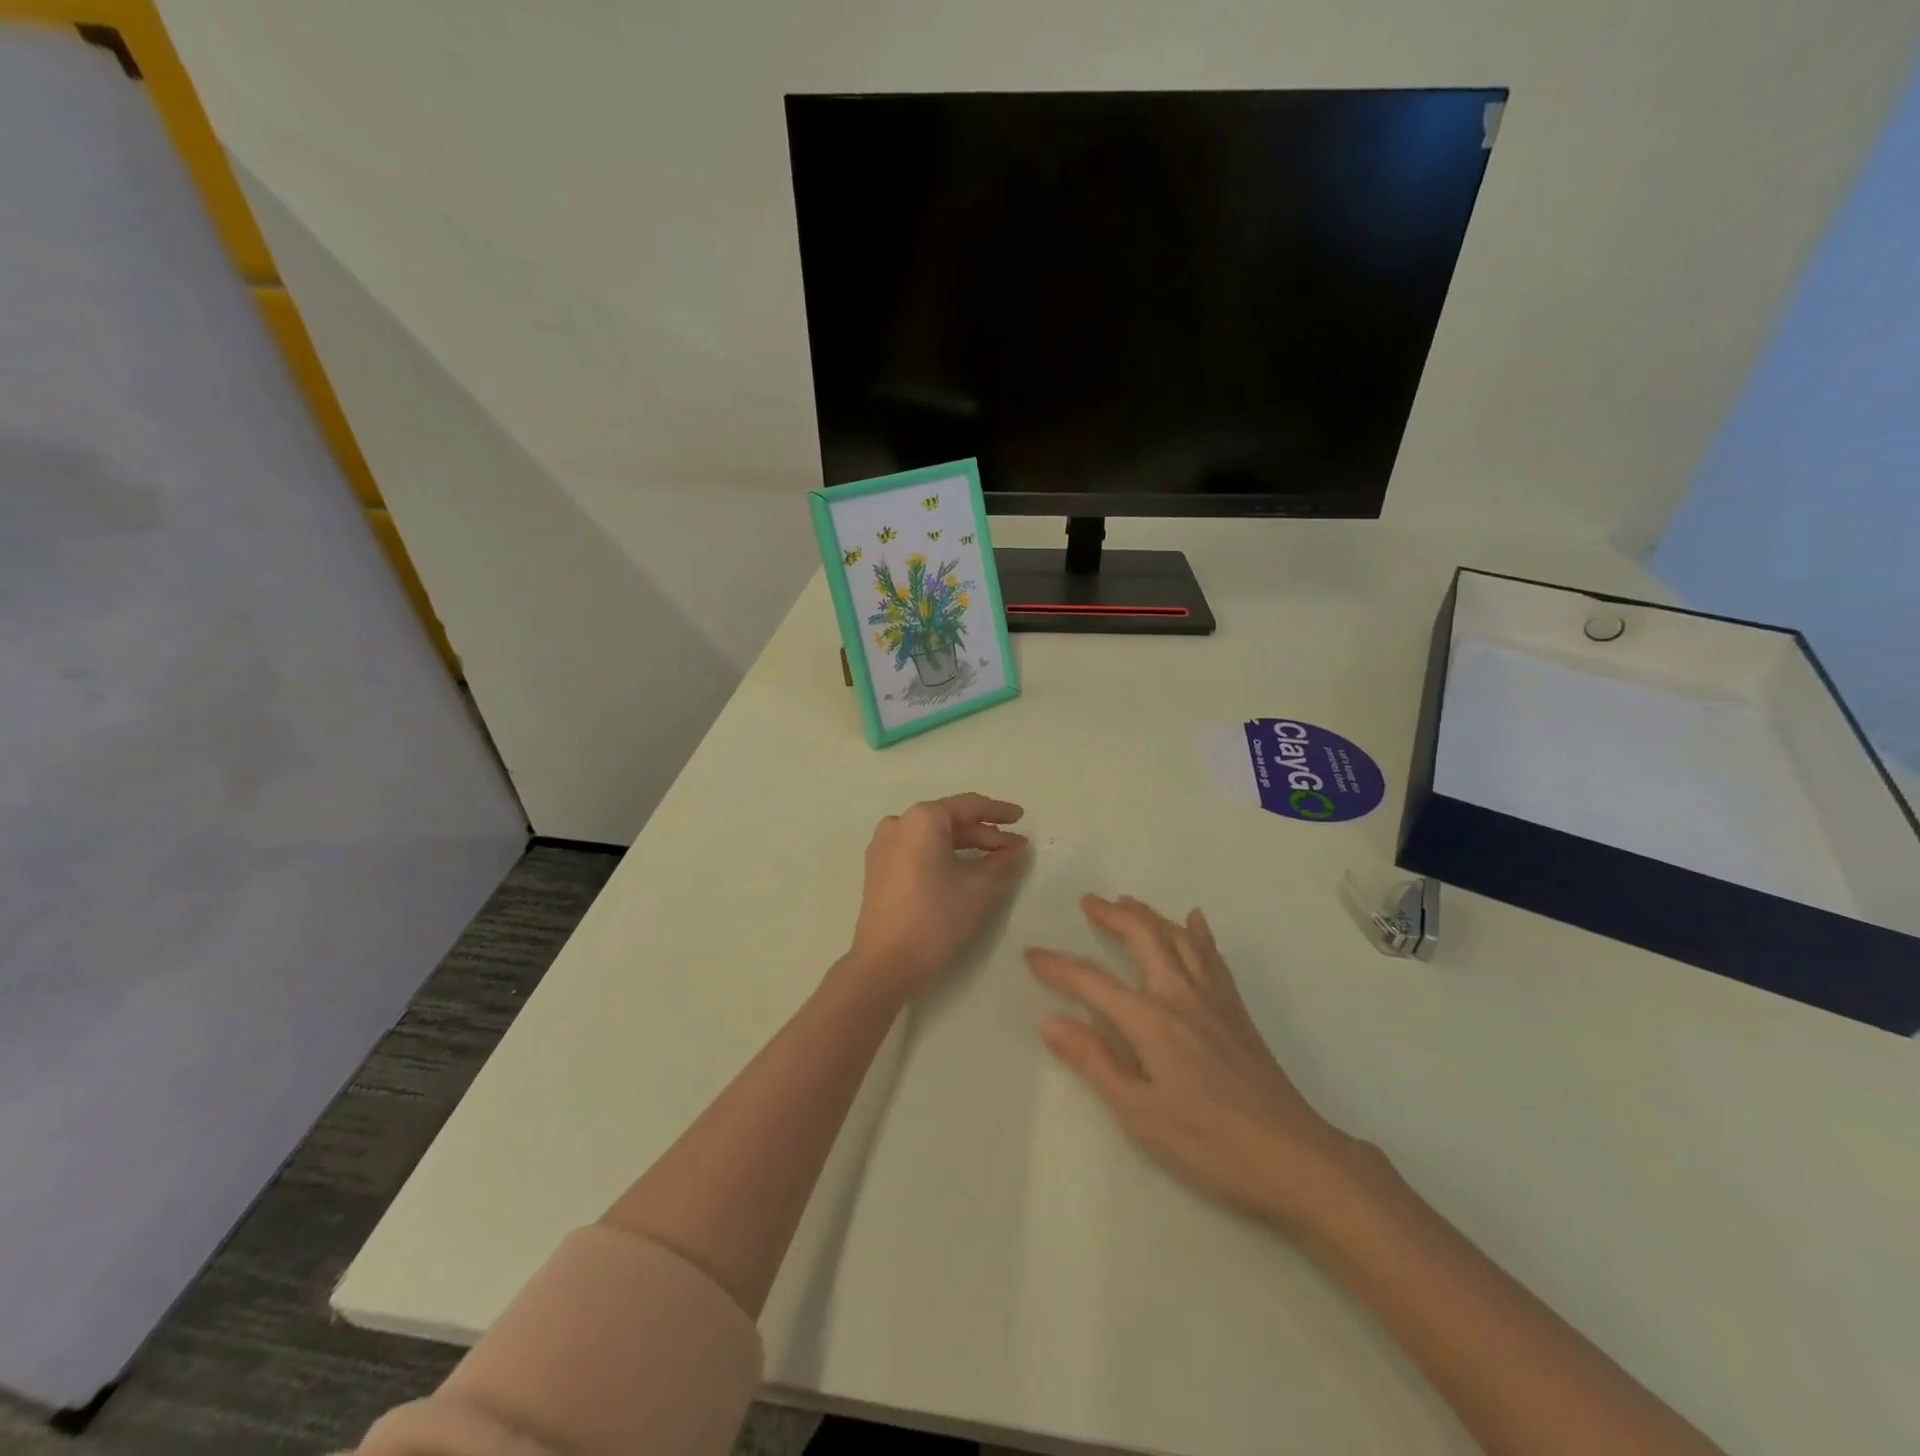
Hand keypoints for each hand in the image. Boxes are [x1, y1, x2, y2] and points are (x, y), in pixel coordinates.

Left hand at [845, 794, 1029, 1001]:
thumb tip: (1015, 850)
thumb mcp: (979, 890)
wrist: (885, 963)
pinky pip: (917, 850)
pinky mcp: (878, 868)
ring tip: (994, 859)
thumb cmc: (935, 919)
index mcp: (922, 819)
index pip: (968, 806)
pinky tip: (963, 869)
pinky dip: (942, 855)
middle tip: (1014, 848)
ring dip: (965, 845)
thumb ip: (1001, 863)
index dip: (998, 812)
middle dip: (984, 834)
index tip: (1021, 818)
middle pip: (949, 820)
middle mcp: (899, 823)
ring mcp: (883, 846)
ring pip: (933, 836)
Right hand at [1026, 895, 1363, 1231]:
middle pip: (1142, 938)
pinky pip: (1213, 956)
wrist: (1292, 1155)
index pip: (1092, 982)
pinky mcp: (1236, 1009)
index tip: (1031, 954)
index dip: (1058, 967)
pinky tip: (1194, 920)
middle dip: (1112, 916)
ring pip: (1177, 938)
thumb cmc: (1208, 1141)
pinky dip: (1198, 932)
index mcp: (1150, 1019)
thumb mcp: (1140, 1112)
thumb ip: (1094, 1061)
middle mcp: (1180, 994)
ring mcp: (1212, 998)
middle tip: (1088, 902)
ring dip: (1149, 915)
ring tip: (1127, 902)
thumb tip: (1050, 1021)